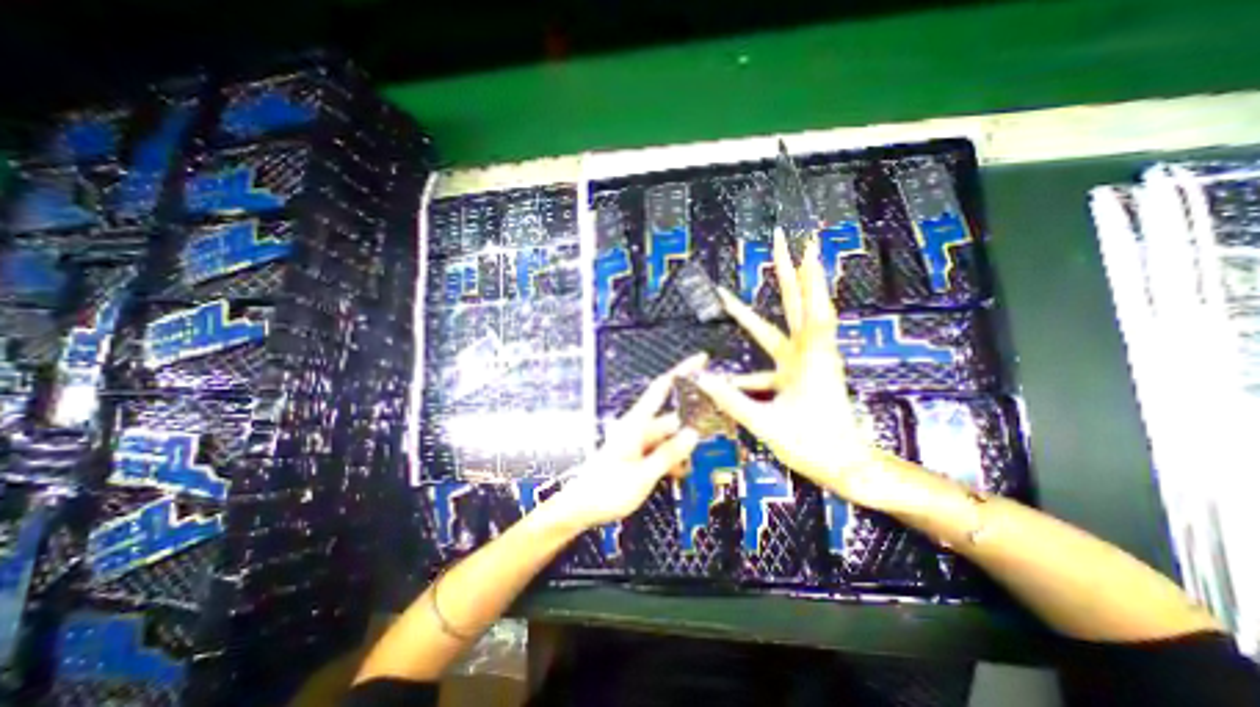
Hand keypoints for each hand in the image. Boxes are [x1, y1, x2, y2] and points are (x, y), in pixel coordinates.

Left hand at [550, 354, 706, 529]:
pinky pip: (659, 450)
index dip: (682, 371)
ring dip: (679, 451)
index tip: (700, 360)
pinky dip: (670, 459)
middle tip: (706, 442)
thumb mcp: (643, 475)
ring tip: (685, 470)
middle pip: (670, 420)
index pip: (661, 388)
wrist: (579, 507)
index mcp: (635, 424)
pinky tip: (677, 473)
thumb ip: (669, 453)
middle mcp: (637, 428)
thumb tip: (692, 434)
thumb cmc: (605, 490)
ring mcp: (636, 441)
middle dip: (689, 431)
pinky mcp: (635, 454)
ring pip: (667, 438)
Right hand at [693, 231, 889, 507]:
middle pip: (801, 304)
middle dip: (792, 271)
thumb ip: (731, 400)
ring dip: (783, 297)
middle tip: (785, 242)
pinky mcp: (803, 372)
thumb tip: (701, 380)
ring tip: (764, 277)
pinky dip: (765, 342)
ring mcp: (807, 361)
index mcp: (809, 361)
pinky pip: (781, 348)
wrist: (844, 465)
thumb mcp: (766, 423)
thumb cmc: (811, 444)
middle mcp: (810, 353)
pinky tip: (739, 354)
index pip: (812, 311)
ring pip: (791, 322)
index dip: (808, 279)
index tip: (805, 248)